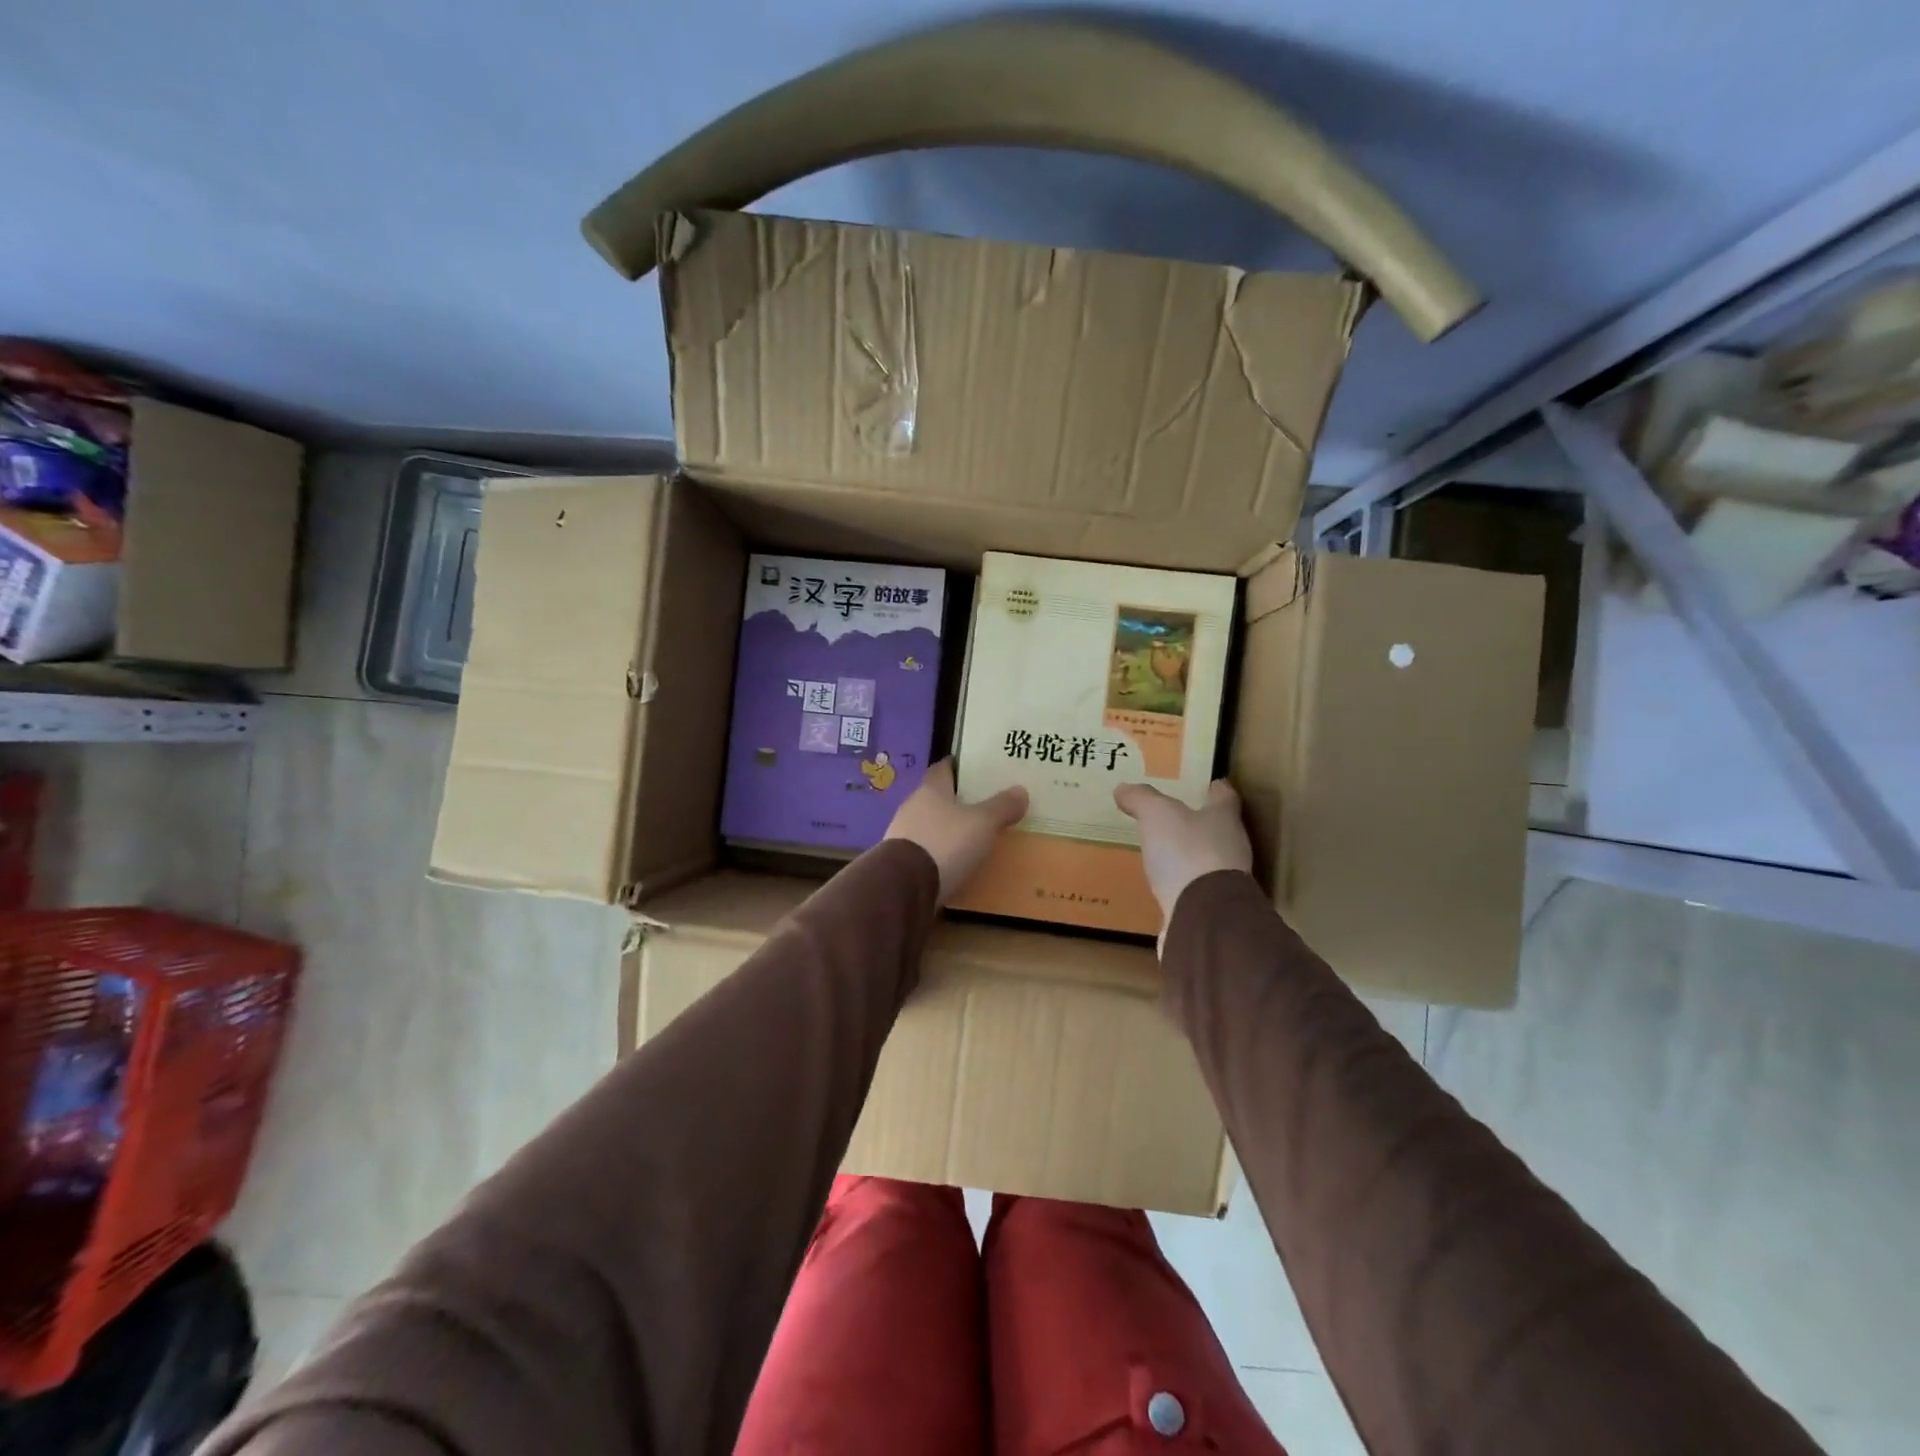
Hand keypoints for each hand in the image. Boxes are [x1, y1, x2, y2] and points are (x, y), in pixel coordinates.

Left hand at [884, 760, 1028, 903]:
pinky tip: (953, 862)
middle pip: (936, 797)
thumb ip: (1001, 807)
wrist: (905, 885)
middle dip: (957, 800)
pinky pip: (924, 850)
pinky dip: (938, 853)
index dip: (959, 767)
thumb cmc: (945, 842)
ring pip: (929, 824)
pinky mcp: (899, 862)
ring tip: (971, 836)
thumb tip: (1021, 790)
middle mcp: (912, 806)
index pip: (943, 768)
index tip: (976, 769)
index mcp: (930, 789)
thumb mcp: (983, 823)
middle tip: (982, 804)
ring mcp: (902, 834)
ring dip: (946, 828)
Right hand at [1113, 780, 1253, 935]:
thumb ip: (1142, 799)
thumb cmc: (1187, 852)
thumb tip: (1123, 788)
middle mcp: (1231, 848)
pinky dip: (1179, 883)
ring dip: (1188, 854)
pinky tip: (1161, 884)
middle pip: (1218, 828)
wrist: (1204, 917)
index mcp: (1224, 820)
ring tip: (1162, 849)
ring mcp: (1224, 881)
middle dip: (1198, 821)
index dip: (1215, 788)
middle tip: (1173, 815)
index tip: (1207, 783)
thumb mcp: (1157, 815)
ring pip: (1206, 859)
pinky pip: (1193, 889)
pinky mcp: (1210, 908)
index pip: (1225, 796)